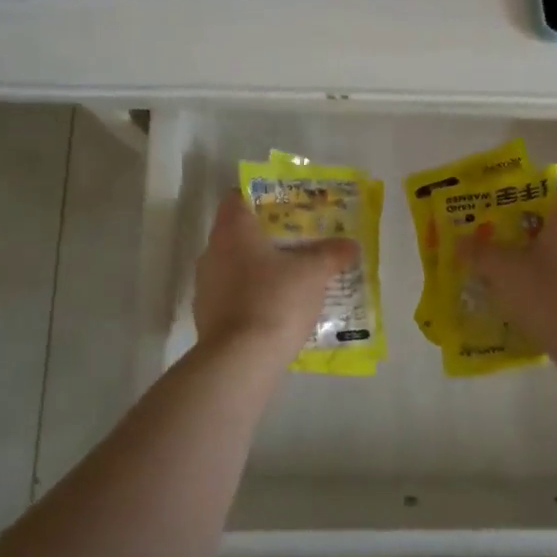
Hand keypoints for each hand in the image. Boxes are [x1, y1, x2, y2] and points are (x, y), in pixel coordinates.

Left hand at [194, 192, 358, 363]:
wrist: (241, 360)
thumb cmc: (276, 299)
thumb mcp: (313, 273)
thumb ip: (331, 254)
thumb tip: (351, 244)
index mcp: (233, 230)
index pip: (237, 198)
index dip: (260, 197)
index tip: (285, 205)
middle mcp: (212, 252)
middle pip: (238, 233)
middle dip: (267, 236)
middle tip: (298, 241)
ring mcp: (205, 286)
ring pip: (235, 266)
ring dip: (259, 269)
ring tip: (292, 277)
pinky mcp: (207, 317)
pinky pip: (233, 296)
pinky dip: (252, 297)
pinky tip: (277, 310)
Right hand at [461, 189, 556, 358]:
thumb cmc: (548, 292)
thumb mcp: (504, 270)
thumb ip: (481, 253)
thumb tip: (461, 240)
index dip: (548, 196)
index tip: (521, 205)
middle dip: (529, 238)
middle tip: (497, 245)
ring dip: (534, 272)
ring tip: (501, 282)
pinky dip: (541, 302)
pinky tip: (517, 314)